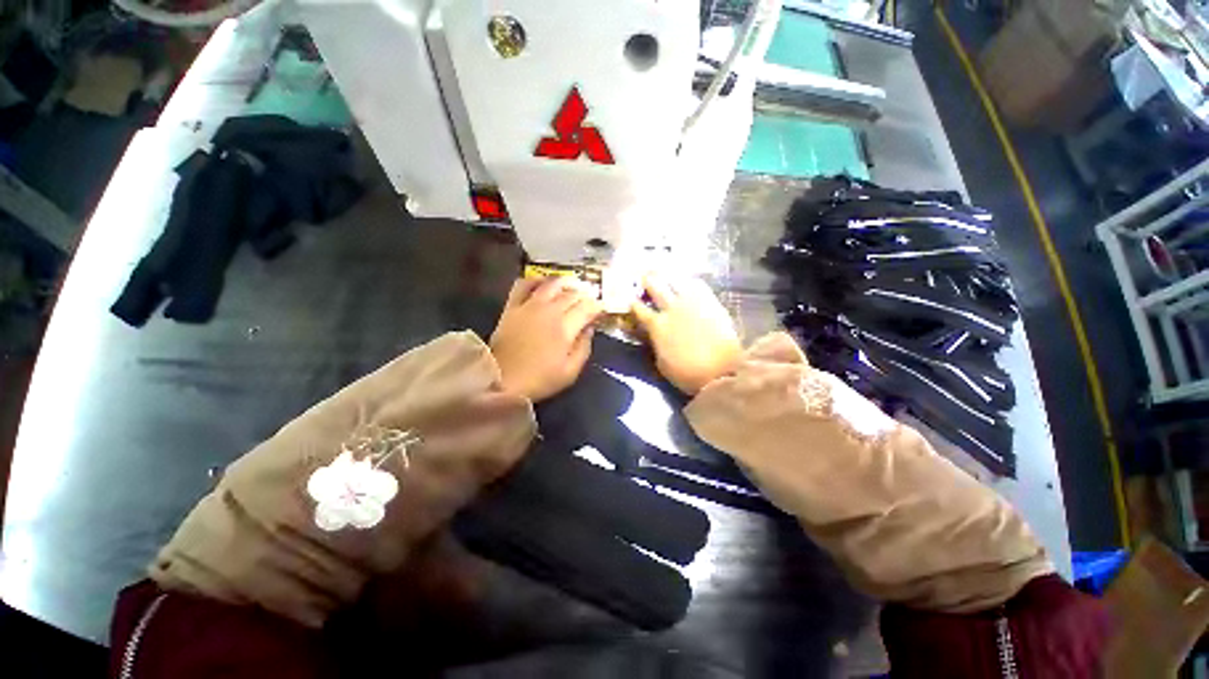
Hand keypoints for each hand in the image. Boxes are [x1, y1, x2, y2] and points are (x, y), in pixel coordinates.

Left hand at [490, 277, 602, 401]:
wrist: (501, 380)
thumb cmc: (539, 380)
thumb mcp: (570, 372)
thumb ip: (584, 348)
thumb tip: (589, 328)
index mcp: (565, 328)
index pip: (588, 307)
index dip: (598, 306)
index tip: (602, 310)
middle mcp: (550, 311)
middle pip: (573, 294)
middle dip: (586, 295)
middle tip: (590, 301)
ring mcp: (530, 306)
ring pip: (552, 284)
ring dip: (566, 283)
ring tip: (572, 287)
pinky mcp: (513, 306)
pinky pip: (524, 284)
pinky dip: (536, 280)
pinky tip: (543, 284)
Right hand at [631, 274, 740, 394]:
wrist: (722, 371)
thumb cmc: (687, 374)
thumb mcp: (662, 364)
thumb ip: (656, 345)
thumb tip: (654, 337)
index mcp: (657, 326)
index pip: (638, 308)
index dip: (633, 302)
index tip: (630, 299)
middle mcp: (671, 308)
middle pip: (655, 286)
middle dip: (647, 280)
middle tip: (645, 276)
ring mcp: (692, 303)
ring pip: (676, 279)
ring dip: (668, 276)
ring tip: (666, 273)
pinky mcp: (711, 302)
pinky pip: (699, 284)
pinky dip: (690, 282)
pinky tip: (689, 282)